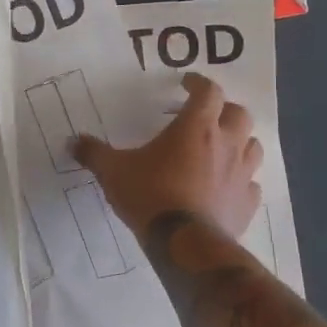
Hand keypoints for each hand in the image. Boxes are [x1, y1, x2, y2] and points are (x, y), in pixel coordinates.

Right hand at [73, 72, 260, 236]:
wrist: (184, 244)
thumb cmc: (150, 195)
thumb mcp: (114, 171)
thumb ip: (94, 153)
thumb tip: (73, 141)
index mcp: (196, 127)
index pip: (209, 91)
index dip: (199, 83)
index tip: (187, 84)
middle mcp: (226, 144)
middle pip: (239, 113)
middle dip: (224, 110)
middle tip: (206, 116)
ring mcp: (242, 174)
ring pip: (253, 146)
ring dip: (240, 142)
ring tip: (221, 148)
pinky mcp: (248, 203)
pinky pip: (252, 184)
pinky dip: (242, 181)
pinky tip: (227, 187)